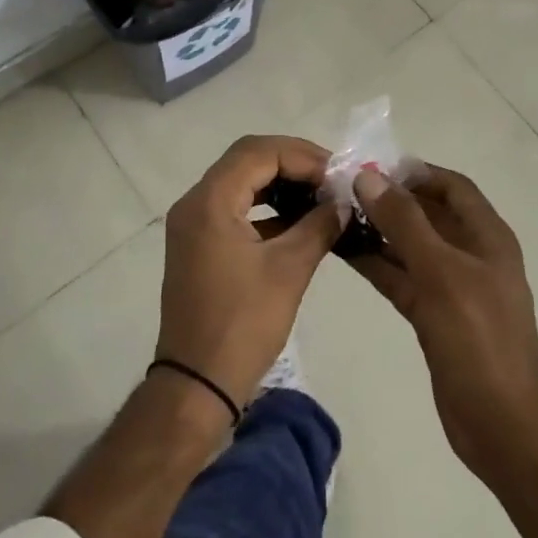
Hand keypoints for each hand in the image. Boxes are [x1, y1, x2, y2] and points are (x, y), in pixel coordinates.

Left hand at [155, 135, 343, 412]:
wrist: (197, 385)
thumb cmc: (242, 324)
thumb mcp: (289, 270)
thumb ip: (319, 226)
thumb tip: (343, 203)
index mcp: (210, 201)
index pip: (258, 153)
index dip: (302, 155)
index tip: (338, 172)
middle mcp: (196, 203)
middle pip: (248, 160)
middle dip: (293, 163)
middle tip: (332, 178)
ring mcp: (194, 224)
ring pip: (242, 182)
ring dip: (281, 183)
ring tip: (321, 195)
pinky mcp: (200, 245)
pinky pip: (236, 208)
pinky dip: (267, 208)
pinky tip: (300, 220)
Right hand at [349, 166, 537, 489]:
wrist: (503, 427)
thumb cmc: (480, 341)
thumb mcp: (441, 274)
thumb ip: (404, 223)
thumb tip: (368, 176)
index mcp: (487, 236)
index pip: (451, 186)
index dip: (415, 171)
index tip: (371, 166)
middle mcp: (470, 254)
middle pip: (428, 213)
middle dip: (389, 199)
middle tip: (341, 189)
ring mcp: (451, 287)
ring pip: (410, 246)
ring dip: (378, 230)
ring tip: (334, 215)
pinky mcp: (433, 316)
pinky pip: (401, 277)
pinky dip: (377, 263)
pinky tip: (344, 252)